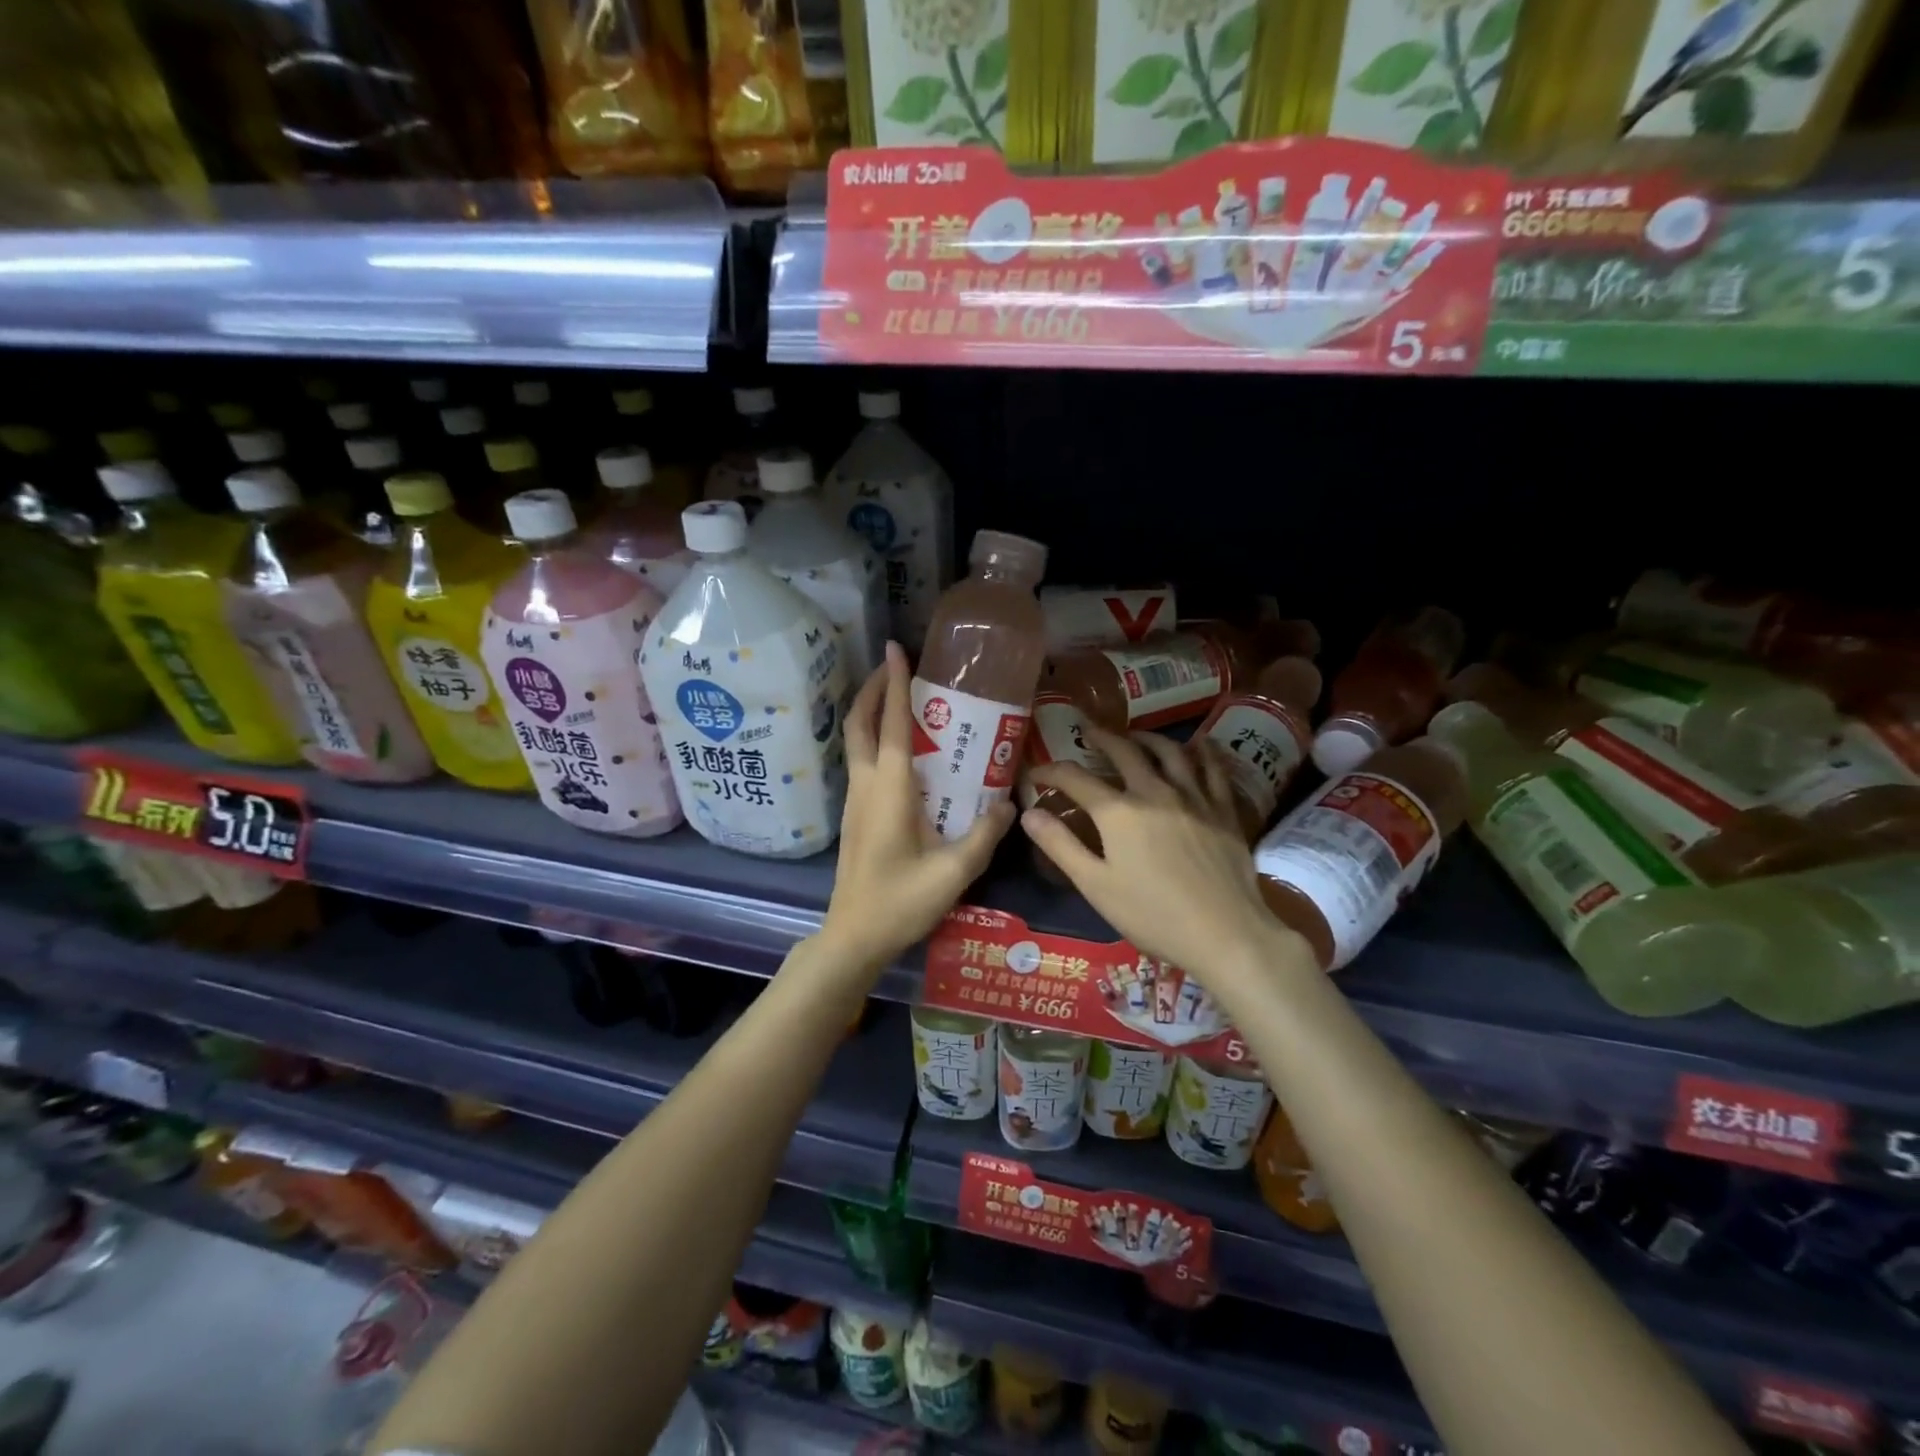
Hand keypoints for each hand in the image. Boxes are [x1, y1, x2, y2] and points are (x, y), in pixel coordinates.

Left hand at [817, 643, 1014, 976]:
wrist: (853, 936)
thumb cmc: (901, 902)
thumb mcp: (954, 871)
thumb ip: (985, 833)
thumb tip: (1010, 802)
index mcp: (889, 789)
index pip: (890, 723)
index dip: (893, 682)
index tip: (896, 648)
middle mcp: (867, 785)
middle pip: (858, 723)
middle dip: (872, 688)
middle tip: (895, 666)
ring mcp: (855, 800)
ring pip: (855, 741)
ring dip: (869, 711)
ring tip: (897, 697)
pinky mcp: (855, 814)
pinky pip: (861, 761)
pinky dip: (872, 737)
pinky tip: (898, 748)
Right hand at [1022, 729, 1303, 983]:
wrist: (1225, 934)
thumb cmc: (1153, 916)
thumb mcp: (1095, 886)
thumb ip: (1060, 846)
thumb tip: (1028, 813)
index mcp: (1118, 812)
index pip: (1075, 778)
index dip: (1050, 771)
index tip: (1036, 773)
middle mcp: (1154, 792)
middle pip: (1124, 751)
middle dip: (1101, 738)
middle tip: (1089, 731)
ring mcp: (1193, 797)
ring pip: (1169, 751)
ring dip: (1147, 738)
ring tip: (1135, 736)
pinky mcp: (1223, 810)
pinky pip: (1213, 769)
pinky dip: (1203, 751)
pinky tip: (1199, 745)